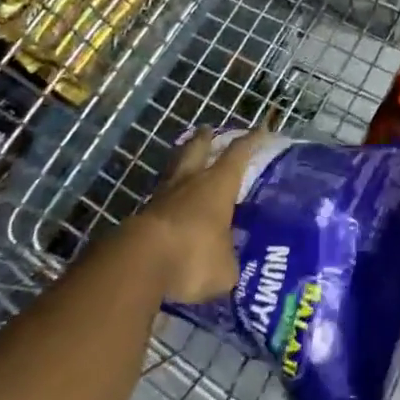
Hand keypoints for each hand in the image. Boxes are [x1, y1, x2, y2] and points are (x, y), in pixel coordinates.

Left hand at [135, 128, 264, 302]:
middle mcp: (191, 182)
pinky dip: (166, 199)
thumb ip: (228, 262)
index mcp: (218, 184)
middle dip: (204, 139)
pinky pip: (159, 201)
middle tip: (208, 130)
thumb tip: (229, 266)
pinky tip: (170, 206)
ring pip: (174, 171)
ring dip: (181, 164)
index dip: (251, 141)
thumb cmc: (193, 255)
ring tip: (185, 161)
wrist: (138, 264)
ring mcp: (162, 198)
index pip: (239, 153)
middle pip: (197, 149)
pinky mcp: (140, 218)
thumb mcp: (224, 269)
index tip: (261, 130)